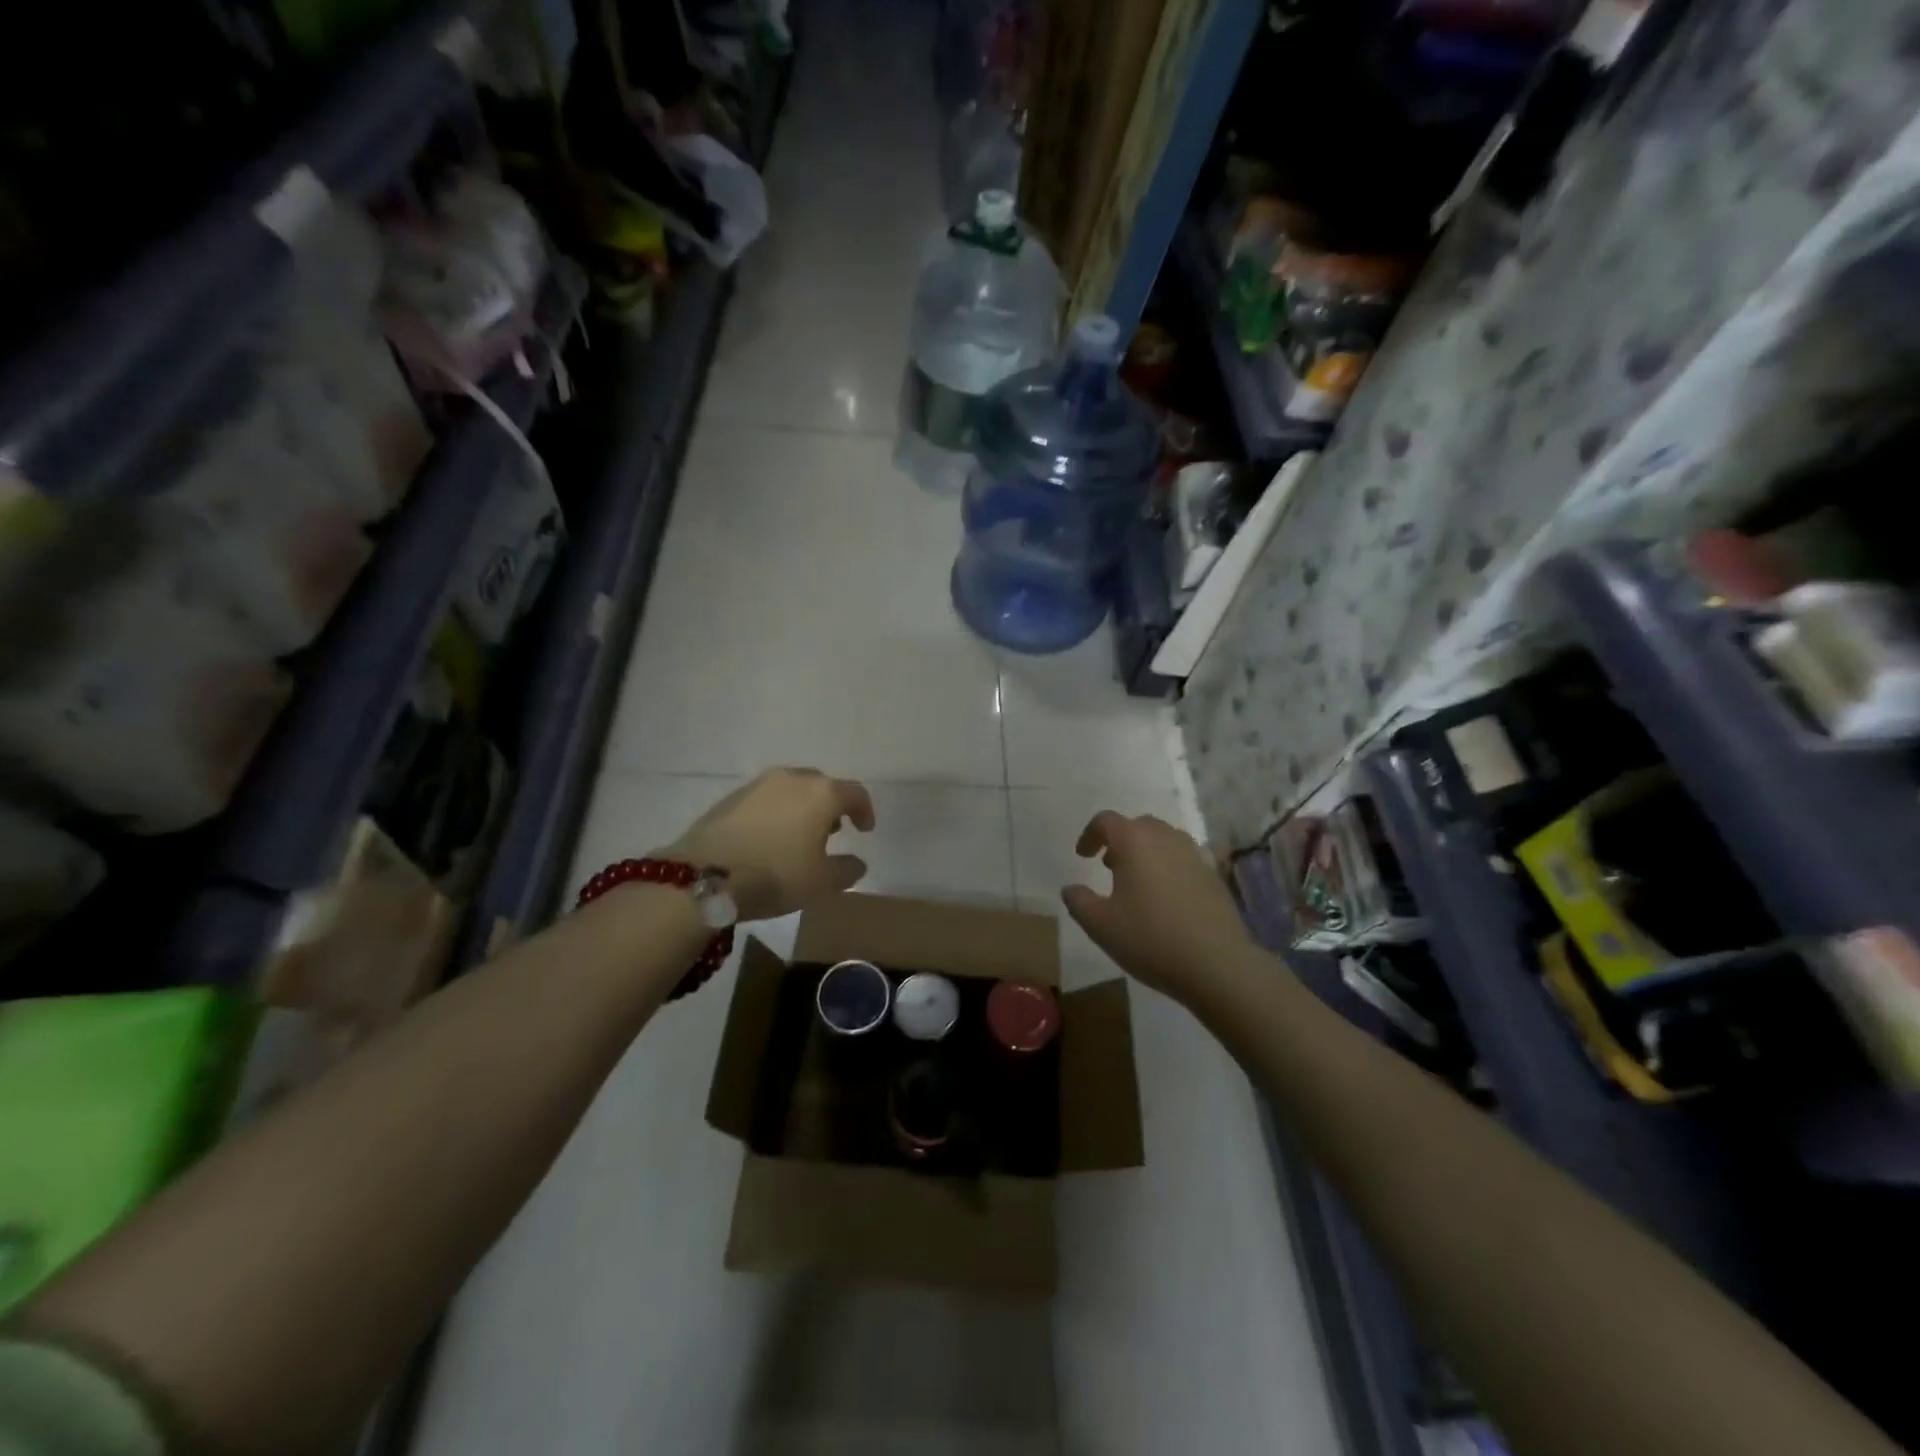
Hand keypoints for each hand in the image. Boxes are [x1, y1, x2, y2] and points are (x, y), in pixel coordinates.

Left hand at [667, 768, 874, 921]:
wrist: (705, 876)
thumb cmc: (776, 875)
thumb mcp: (821, 883)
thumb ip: (846, 870)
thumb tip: (856, 862)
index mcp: (821, 793)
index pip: (855, 793)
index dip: (865, 811)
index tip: (865, 830)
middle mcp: (792, 779)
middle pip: (822, 785)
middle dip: (831, 806)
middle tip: (833, 830)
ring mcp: (758, 784)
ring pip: (791, 789)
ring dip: (801, 807)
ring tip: (799, 835)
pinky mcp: (731, 797)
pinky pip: (766, 799)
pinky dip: (776, 812)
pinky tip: (769, 837)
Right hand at [1062, 812, 1256, 1005]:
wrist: (1216, 964)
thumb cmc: (1150, 938)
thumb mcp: (1100, 925)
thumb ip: (1078, 902)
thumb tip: (1071, 889)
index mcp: (1134, 841)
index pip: (1106, 821)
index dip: (1089, 835)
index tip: (1082, 856)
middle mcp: (1165, 838)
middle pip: (1138, 825)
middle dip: (1119, 840)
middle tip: (1108, 866)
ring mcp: (1194, 855)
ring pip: (1164, 840)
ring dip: (1146, 852)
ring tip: (1137, 881)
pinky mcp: (1213, 875)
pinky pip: (1183, 859)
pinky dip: (1168, 867)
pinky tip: (1165, 899)